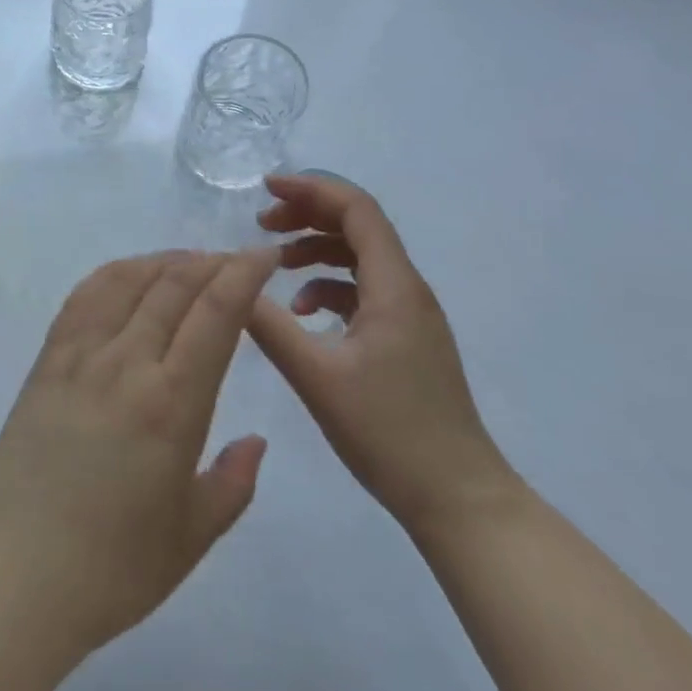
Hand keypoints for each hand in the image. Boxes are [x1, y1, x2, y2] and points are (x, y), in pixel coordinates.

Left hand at [0, 249, 277, 653]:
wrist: (17, 572)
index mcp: (172, 404)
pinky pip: (86, 295)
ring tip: (191, 262)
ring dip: (167, 260)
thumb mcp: (192, 537)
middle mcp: (127, 362)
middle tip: (237, 261)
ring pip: (130, 279)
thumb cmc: (113, 567)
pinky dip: (117, 272)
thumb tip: (256, 440)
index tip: (265, 256)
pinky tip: (132, 274)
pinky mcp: (48, 357)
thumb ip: (233, 483)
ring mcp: (81, 354)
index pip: (215, 313)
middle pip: (175, 285)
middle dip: (213, 262)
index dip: (244, 274)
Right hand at [247, 173, 517, 534]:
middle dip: (307, 215)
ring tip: (274, 263)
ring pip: (359, 257)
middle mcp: (407, 288)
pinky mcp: (406, 338)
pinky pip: (363, 289)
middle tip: (262, 224)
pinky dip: (328, 286)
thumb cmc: (390, 433)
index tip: (266, 190)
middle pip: (357, 225)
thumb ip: (270, 325)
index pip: (356, 209)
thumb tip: (232, 282)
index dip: (311, 189)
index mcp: (394, 286)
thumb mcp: (317, 377)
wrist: (459, 501)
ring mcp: (410, 315)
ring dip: (315, 250)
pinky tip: (302, 312)